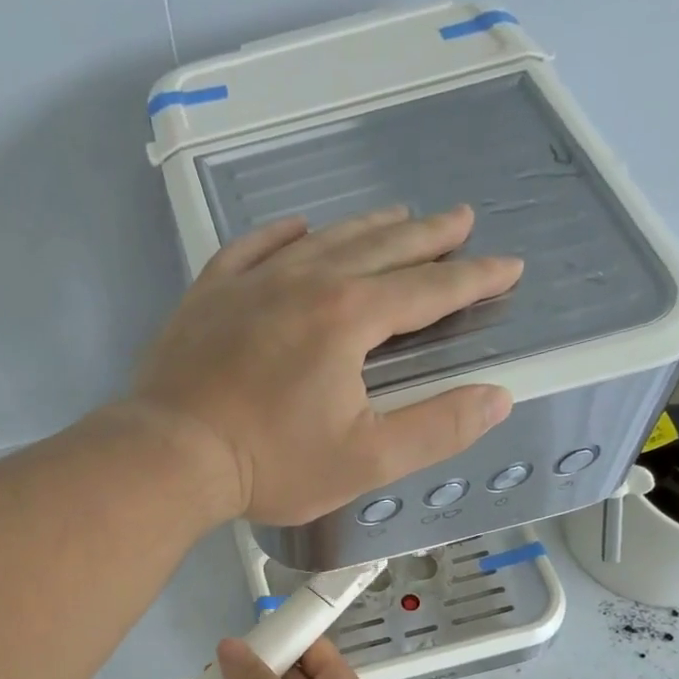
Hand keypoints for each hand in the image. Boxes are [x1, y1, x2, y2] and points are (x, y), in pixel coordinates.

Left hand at [131, 205, 521, 524]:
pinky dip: (280, 235)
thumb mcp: (365, 461)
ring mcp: (251, 283)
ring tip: (396, 215)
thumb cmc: (270, 464)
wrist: (171, 455)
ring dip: (365, 227)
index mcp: (349, 318)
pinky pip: (251, 249)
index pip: (428, 289)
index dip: (474, 279)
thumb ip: (436, 428)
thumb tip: (496, 398)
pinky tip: (297, 228)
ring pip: (322, 240)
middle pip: (380, 248)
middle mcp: (305, 283)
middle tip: (459, 220)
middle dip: (427, 236)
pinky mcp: (208, 295)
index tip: (507, 267)